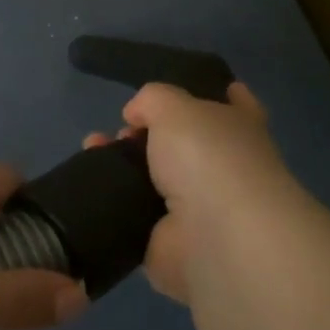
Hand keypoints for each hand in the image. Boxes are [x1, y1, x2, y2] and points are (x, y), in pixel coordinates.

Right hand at [85, 82, 308, 304]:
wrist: (216, 239)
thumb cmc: (208, 158)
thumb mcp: (174, 105)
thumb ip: (152, 100)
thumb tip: (136, 115)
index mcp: (239, 130)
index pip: (237, 104)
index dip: (215, 93)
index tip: (186, 87)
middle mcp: (224, 168)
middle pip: (184, 143)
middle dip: (149, 133)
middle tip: (123, 128)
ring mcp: (199, 208)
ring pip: (155, 178)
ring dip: (124, 164)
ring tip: (94, 148)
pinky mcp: (170, 242)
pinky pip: (134, 213)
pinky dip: (112, 199)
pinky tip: (90, 179)